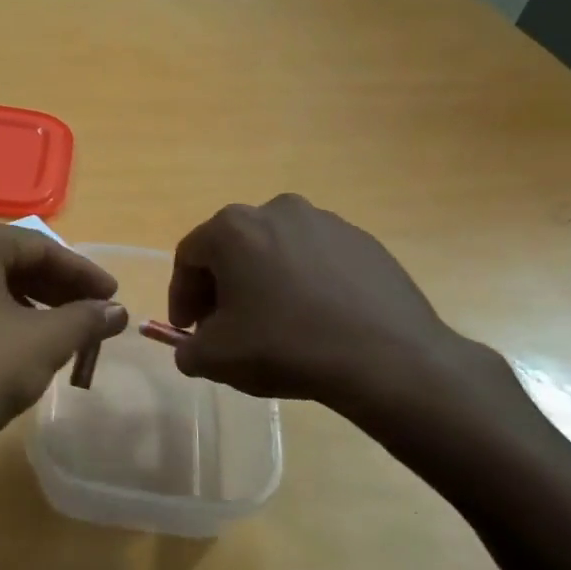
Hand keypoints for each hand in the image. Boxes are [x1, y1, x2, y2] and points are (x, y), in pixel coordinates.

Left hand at [0, 218, 127, 485]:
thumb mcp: (44, 343)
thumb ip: (86, 319)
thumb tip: (117, 311)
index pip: (40, 248)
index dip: (84, 275)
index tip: (114, 298)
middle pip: (8, 261)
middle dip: (55, 289)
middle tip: (91, 315)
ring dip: (25, 303)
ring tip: (59, 331)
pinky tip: (13, 342)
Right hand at [167, 194, 481, 415]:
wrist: (388, 358)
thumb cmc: (286, 346)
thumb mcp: (215, 358)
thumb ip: (187, 349)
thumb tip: (193, 347)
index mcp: (234, 228)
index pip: (189, 257)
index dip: (181, 296)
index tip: (188, 329)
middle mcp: (277, 211)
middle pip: (232, 248)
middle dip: (221, 287)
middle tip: (224, 326)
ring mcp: (326, 222)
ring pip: (274, 251)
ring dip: (262, 282)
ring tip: (272, 323)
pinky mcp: (363, 241)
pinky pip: (315, 260)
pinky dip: (303, 284)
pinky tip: (313, 320)